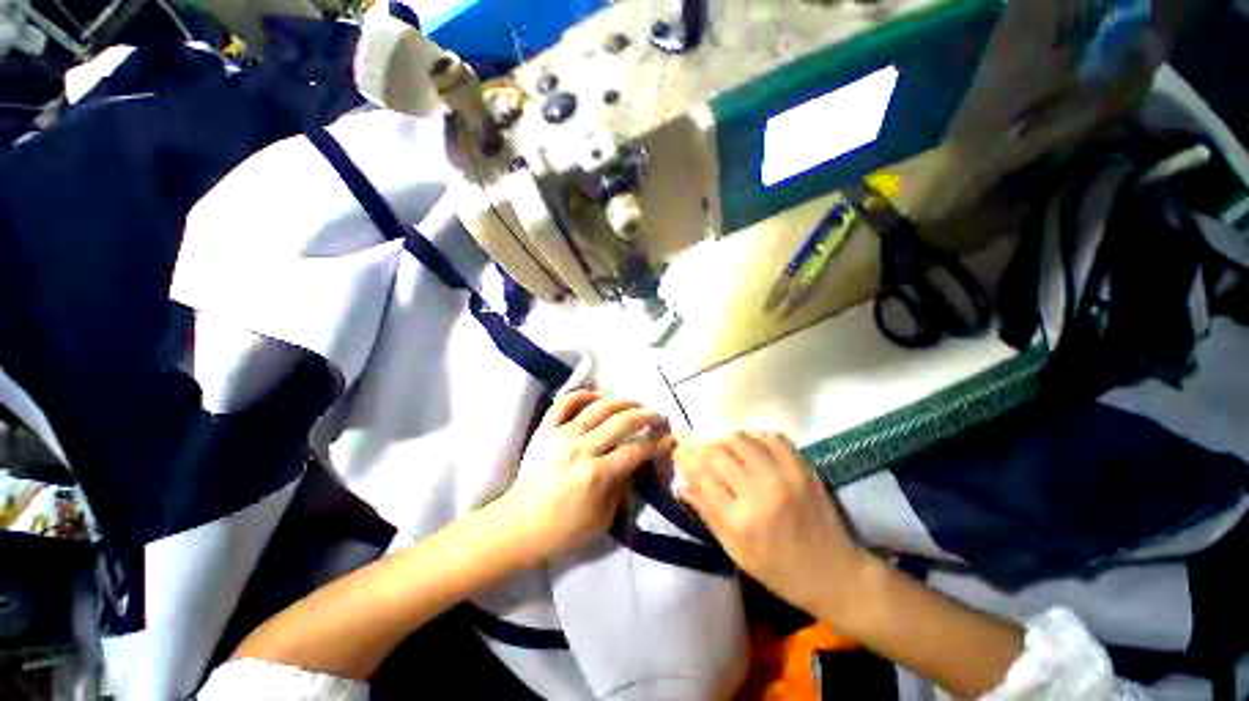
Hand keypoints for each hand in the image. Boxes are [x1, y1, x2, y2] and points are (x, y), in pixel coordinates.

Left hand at [502, 389, 674, 560]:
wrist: (519, 524)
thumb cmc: (564, 528)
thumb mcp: (603, 519)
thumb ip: (622, 487)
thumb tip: (635, 461)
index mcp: (596, 474)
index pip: (636, 450)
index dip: (657, 442)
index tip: (669, 435)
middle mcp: (581, 449)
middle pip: (621, 422)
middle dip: (645, 415)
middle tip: (657, 414)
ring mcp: (561, 436)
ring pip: (597, 408)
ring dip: (620, 401)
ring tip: (634, 401)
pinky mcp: (545, 430)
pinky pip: (563, 403)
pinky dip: (581, 394)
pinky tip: (596, 395)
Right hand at [675, 432, 868, 614]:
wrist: (833, 574)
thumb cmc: (778, 569)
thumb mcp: (735, 550)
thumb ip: (706, 512)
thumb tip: (682, 483)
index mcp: (739, 520)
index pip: (701, 475)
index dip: (685, 458)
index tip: (679, 450)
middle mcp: (759, 492)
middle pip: (717, 451)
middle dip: (704, 449)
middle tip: (704, 454)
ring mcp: (784, 476)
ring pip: (741, 438)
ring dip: (727, 442)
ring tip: (729, 453)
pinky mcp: (803, 467)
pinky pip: (771, 436)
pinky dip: (756, 438)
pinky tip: (754, 450)